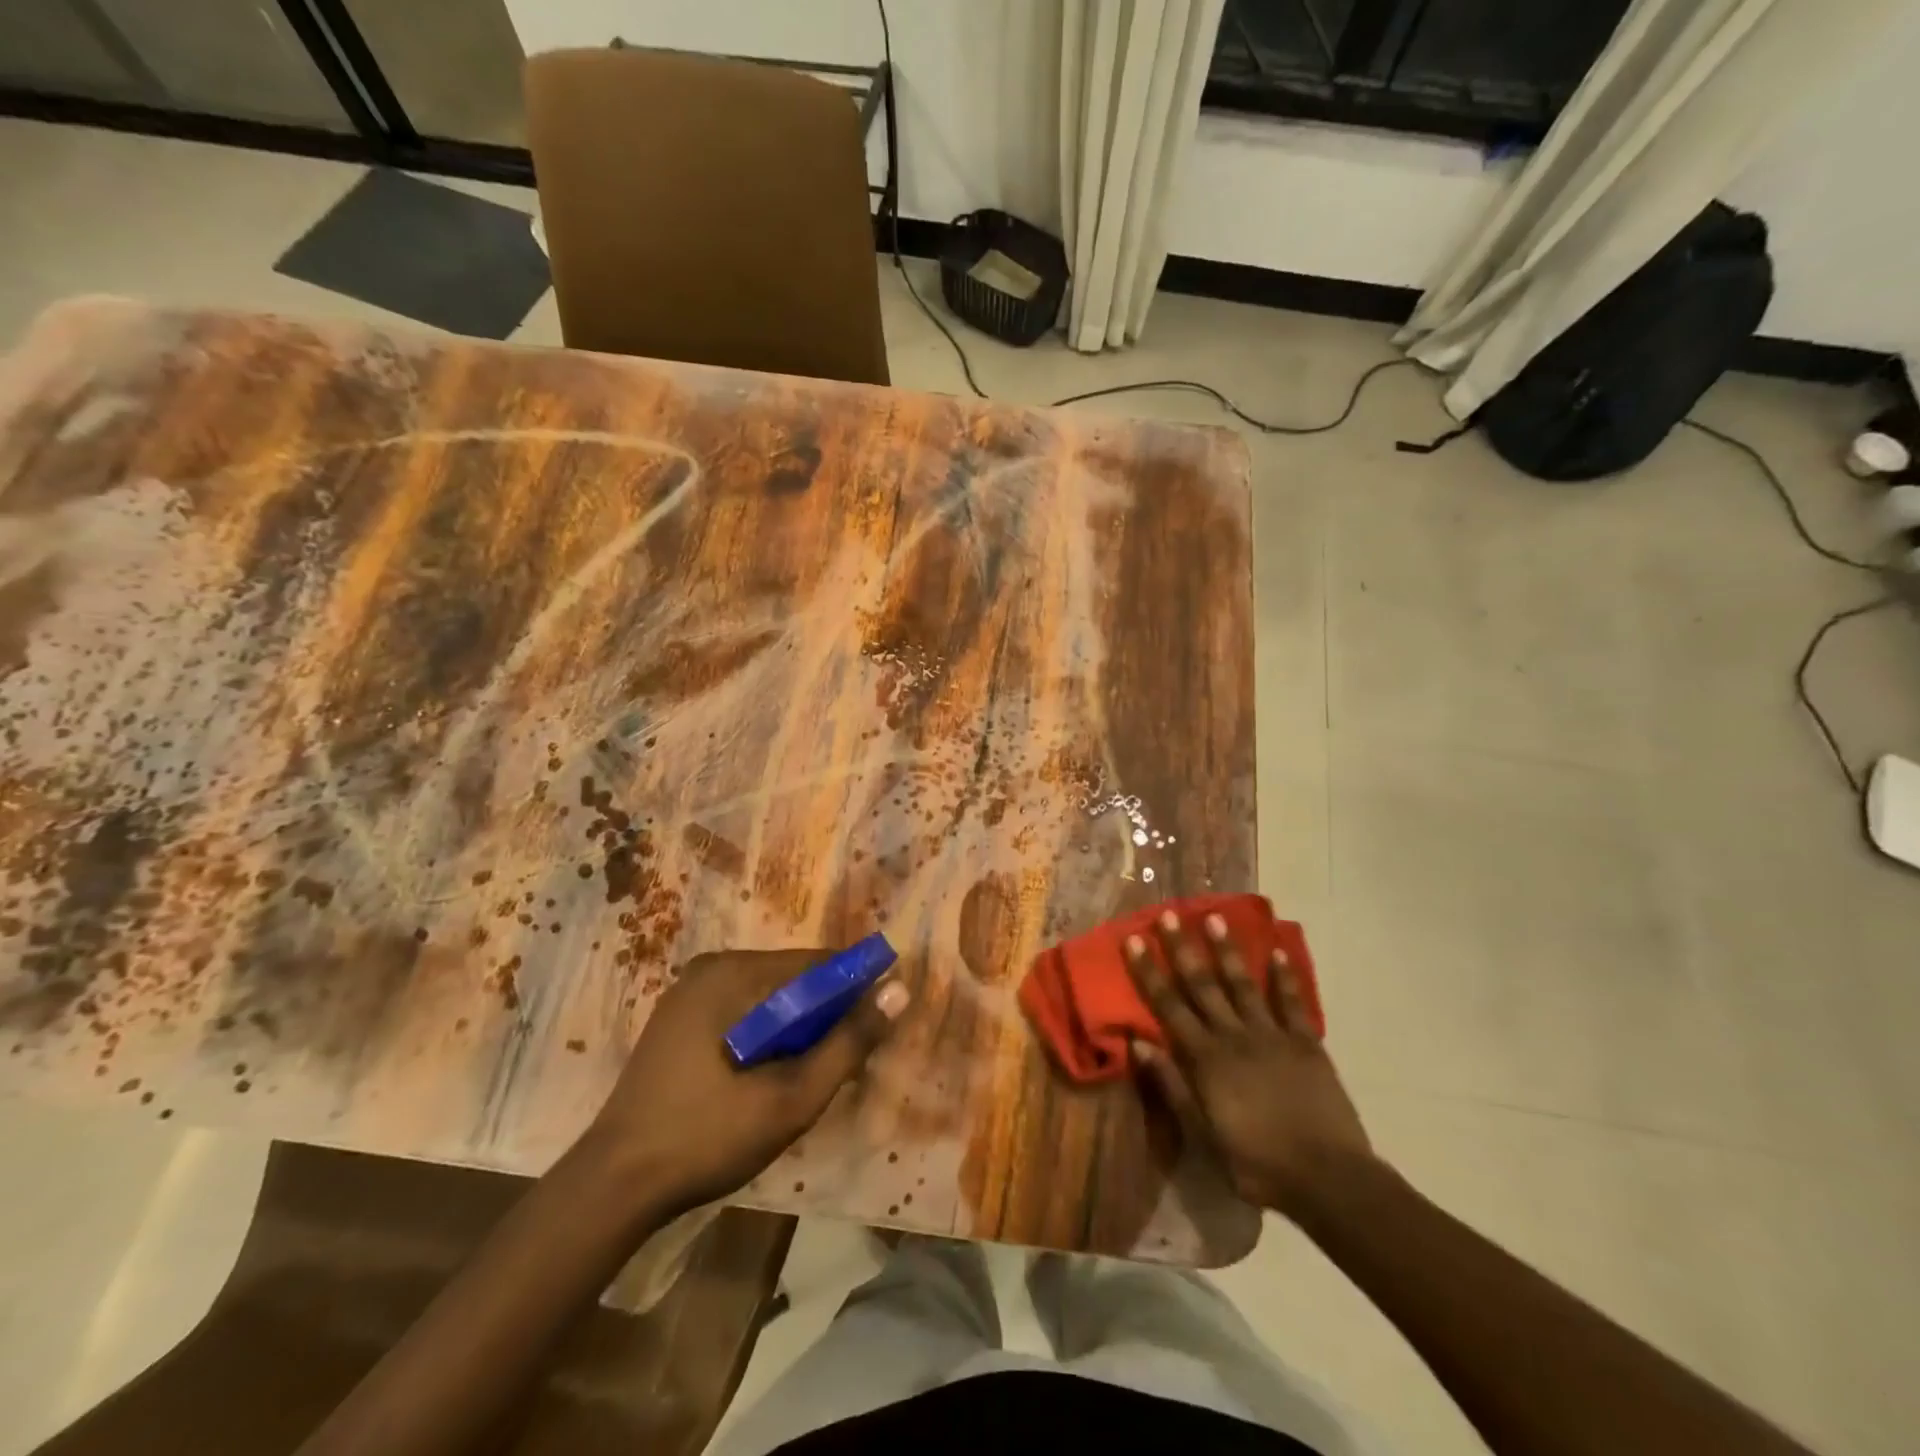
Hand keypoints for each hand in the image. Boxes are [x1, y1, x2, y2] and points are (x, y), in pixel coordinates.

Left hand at [584, 949, 910, 1216]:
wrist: (614, 1187)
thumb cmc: (707, 1137)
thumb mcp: (791, 1098)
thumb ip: (848, 1043)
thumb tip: (898, 991)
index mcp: (732, 972)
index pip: (816, 963)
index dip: (855, 990)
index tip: (877, 1026)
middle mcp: (711, 967)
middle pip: (792, 978)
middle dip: (823, 1014)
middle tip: (839, 1065)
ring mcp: (689, 992)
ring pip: (768, 996)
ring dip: (796, 1027)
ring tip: (804, 1076)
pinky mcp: (679, 1019)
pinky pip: (742, 1010)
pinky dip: (766, 1034)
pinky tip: (766, 1075)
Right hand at [1124, 910, 1372, 1221]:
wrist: (1328, 1178)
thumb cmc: (1257, 1163)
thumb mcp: (1203, 1135)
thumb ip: (1172, 1086)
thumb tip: (1139, 1044)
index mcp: (1206, 1059)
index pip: (1169, 1006)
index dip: (1149, 972)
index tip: (1134, 940)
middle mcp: (1235, 1036)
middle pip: (1203, 985)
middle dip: (1183, 949)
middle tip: (1171, 914)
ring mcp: (1273, 1036)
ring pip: (1243, 984)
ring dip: (1228, 951)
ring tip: (1216, 918)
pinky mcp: (1307, 1043)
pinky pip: (1292, 1003)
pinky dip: (1284, 976)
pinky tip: (1277, 952)